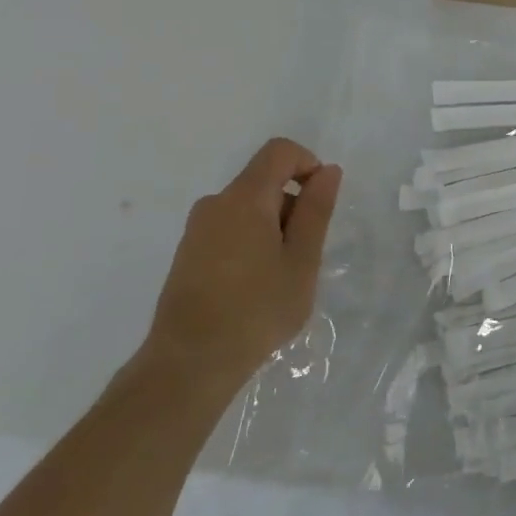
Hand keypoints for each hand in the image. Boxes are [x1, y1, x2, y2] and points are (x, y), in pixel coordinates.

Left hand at [140, 138, 342, 404]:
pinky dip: (251, 242)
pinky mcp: (187, 254)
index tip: (321, 204)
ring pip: (248, 207)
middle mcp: (215, 203)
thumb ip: (316, 210)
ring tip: (281, 277)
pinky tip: (255, 287)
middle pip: (264, 180)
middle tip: (304, 255)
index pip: (280, 151)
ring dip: (273, 227)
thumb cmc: (256, 309)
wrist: (188, 364)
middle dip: (293, 205)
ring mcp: (196, 230)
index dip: (308, 164)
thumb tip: (328, 171)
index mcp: (245, 198)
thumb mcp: (302, 260)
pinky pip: (229, 229)